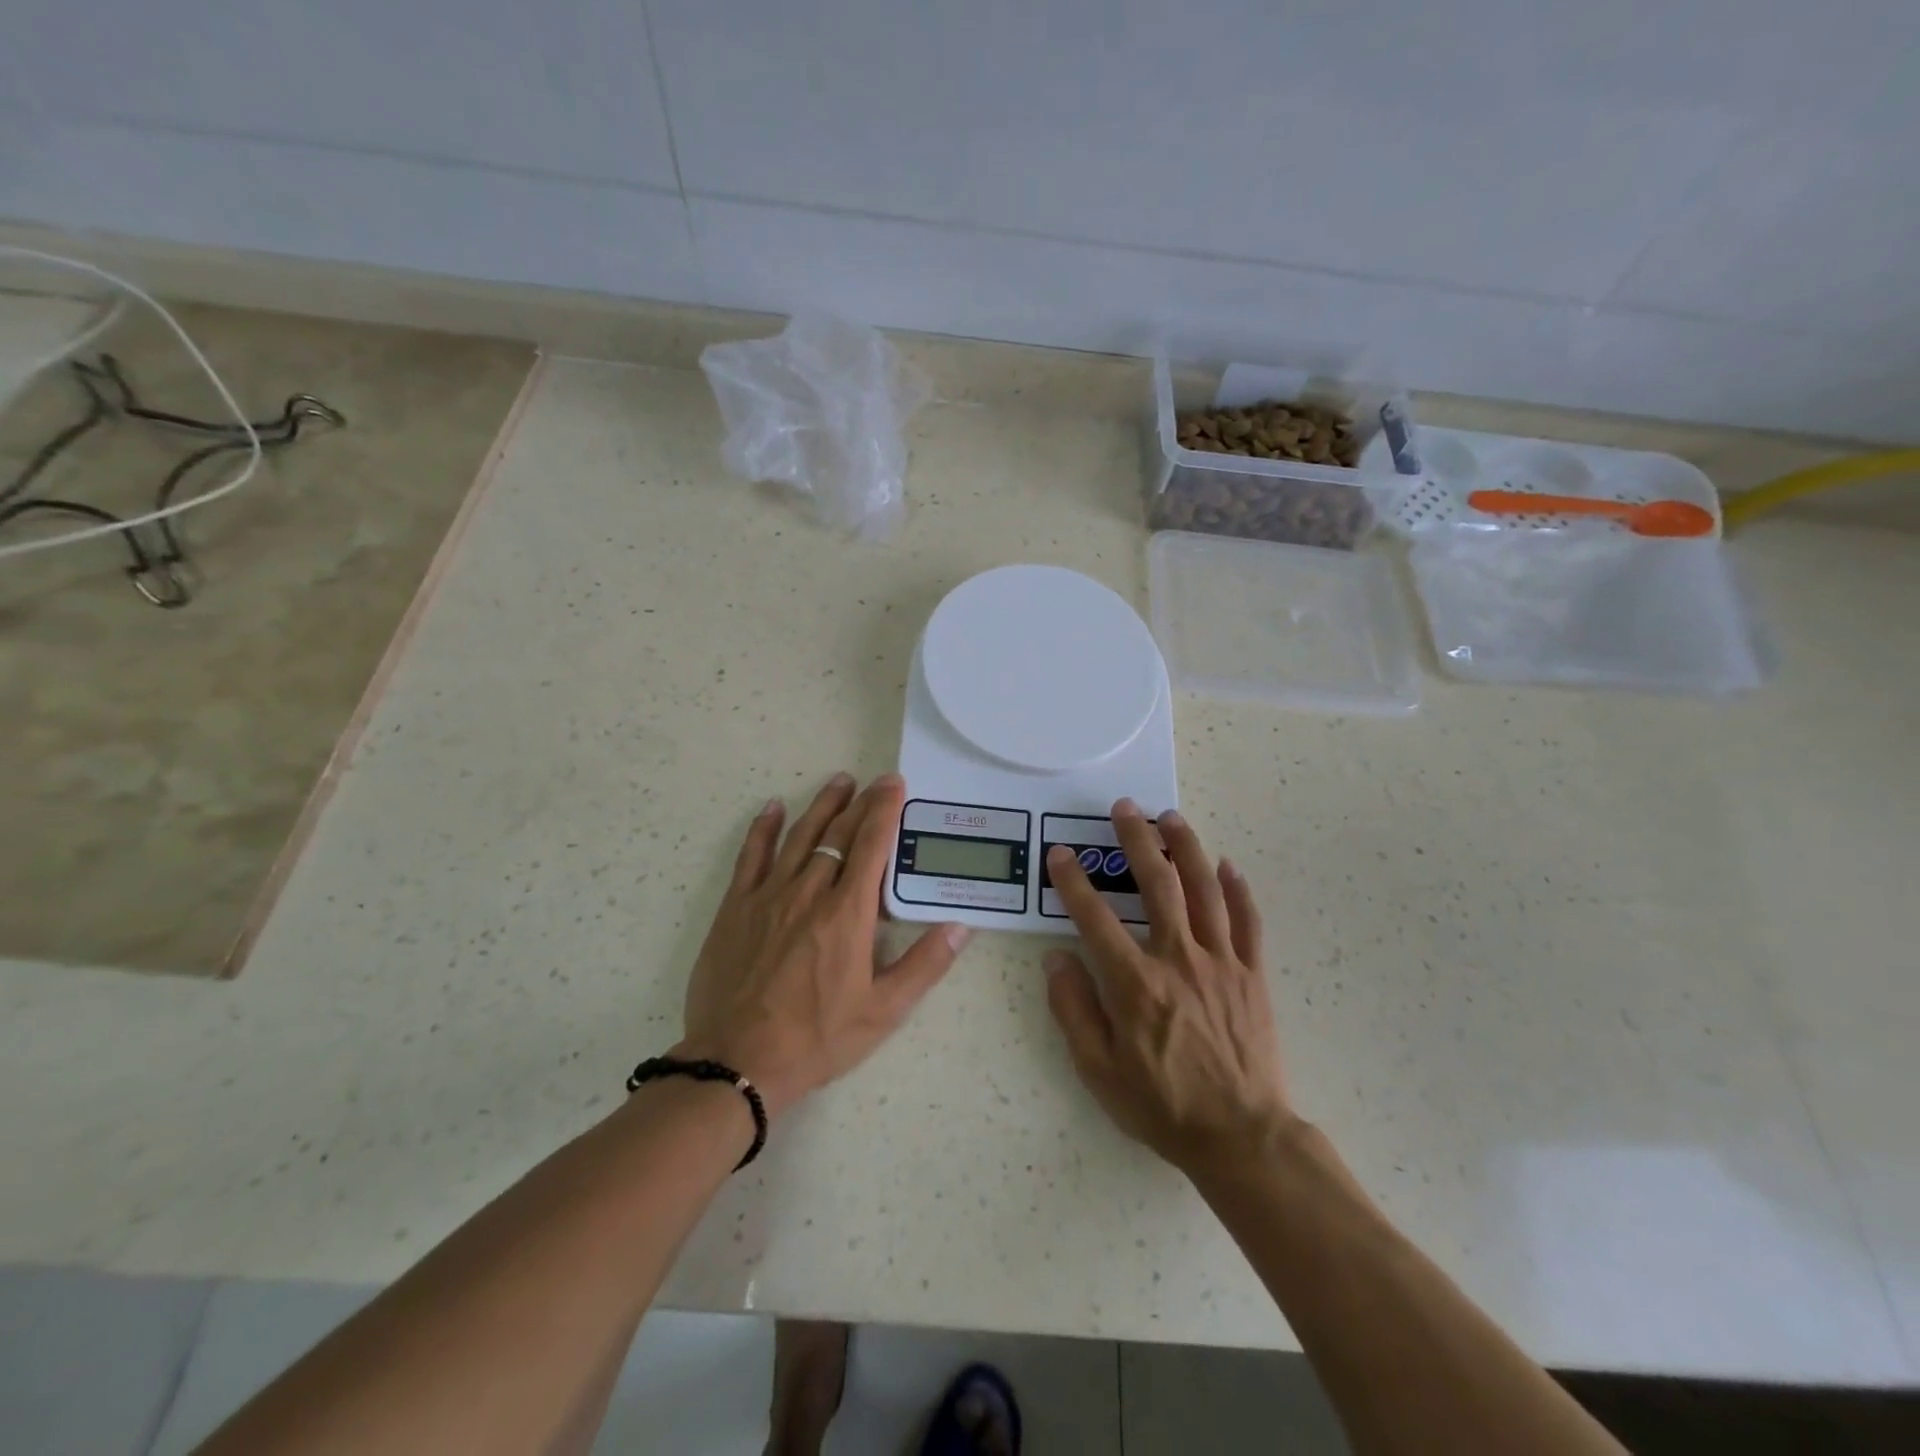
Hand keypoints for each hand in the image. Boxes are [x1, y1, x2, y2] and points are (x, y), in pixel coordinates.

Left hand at [678, 772, 969, 1119]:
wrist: (738, 1062)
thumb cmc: (817, 1038)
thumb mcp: (883, 1011)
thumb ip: (925, 965)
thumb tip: (962, 926)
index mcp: (847, 913)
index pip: (872, 846)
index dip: (885, 811)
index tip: (895, 785)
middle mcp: (809, 892)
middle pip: (838, 834)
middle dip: (861, 803)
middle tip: (877, 781)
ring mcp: (768, 896)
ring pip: (799, 836)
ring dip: (822, 806)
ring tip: (839, 781)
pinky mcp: (736, 907)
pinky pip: (751, 856)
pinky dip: (764, 828)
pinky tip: (774, 808)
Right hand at [1043, 800, 1293, 1177]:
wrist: (1241, 1136)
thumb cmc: (1161, 1105)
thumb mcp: (1098, 1069)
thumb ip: (1073, 1009)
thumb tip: (1056, 959)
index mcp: (1136, 983)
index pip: (1095, 918)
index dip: (1073, 881)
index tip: (1061, 854)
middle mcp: (1178, 960)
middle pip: (1157, 885)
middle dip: (1136, 841)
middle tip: (1125, 808)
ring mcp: (1221, 963)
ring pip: (1205, 890)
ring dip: (1186, 848)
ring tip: (1171, 817)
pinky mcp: (1253, 975)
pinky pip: (1248, 922)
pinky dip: (1238, 889)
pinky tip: (1227, 865)